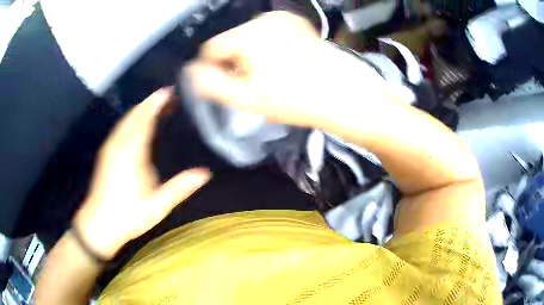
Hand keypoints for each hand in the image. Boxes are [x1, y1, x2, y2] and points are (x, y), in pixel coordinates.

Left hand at [74, 88, 210, 259]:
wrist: (99, 225)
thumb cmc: (129, 216)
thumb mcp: (158, 206)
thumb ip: (180, 187)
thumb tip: (205, 173)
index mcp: (132, 153)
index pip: (145, 119)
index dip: (156, 103)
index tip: (169, 91)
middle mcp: (119, 145)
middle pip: (134, 115)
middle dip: (149, 102)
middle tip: (166, 95)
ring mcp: (110, 148)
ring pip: (125, 120)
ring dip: (140, 109)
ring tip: (155, 105)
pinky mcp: (105, 154)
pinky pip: (119, 128)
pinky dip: (131, 119)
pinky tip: (136, 124)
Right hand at [187, 11, 397, 129]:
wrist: (341, 94)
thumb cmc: (293, 100)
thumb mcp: (246, 98)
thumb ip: (212, 84)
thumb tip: (191, 71)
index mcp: (248, 35)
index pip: (212, 48)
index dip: (215, 68)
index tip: (230, 84)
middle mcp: (264, 19)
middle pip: (232, 40)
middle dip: (236, 60)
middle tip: (255, 82)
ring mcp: (284, 18)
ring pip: (250, 35)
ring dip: (252, 53)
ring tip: (273, 73)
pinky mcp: (297, 22)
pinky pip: (269, 32)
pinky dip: (268, 45)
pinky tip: (285, 61)